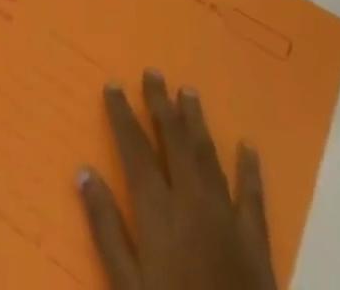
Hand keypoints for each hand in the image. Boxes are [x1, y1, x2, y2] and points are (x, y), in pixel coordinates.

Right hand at [78, 71, 275, 289]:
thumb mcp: (126, 289)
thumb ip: (106, 229)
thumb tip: (83, 171)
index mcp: (158, 213)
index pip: (135, 150)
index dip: (123, 115)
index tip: (114, 85)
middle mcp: (192, 203)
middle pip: (174, 142)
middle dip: (161, 104)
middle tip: (153, 72)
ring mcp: (227, 220)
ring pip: (209, 157)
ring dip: (197, 123)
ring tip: (188, 91)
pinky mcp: (256, 244)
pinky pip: (253, 197)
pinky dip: (249, 169)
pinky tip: (248, 146)